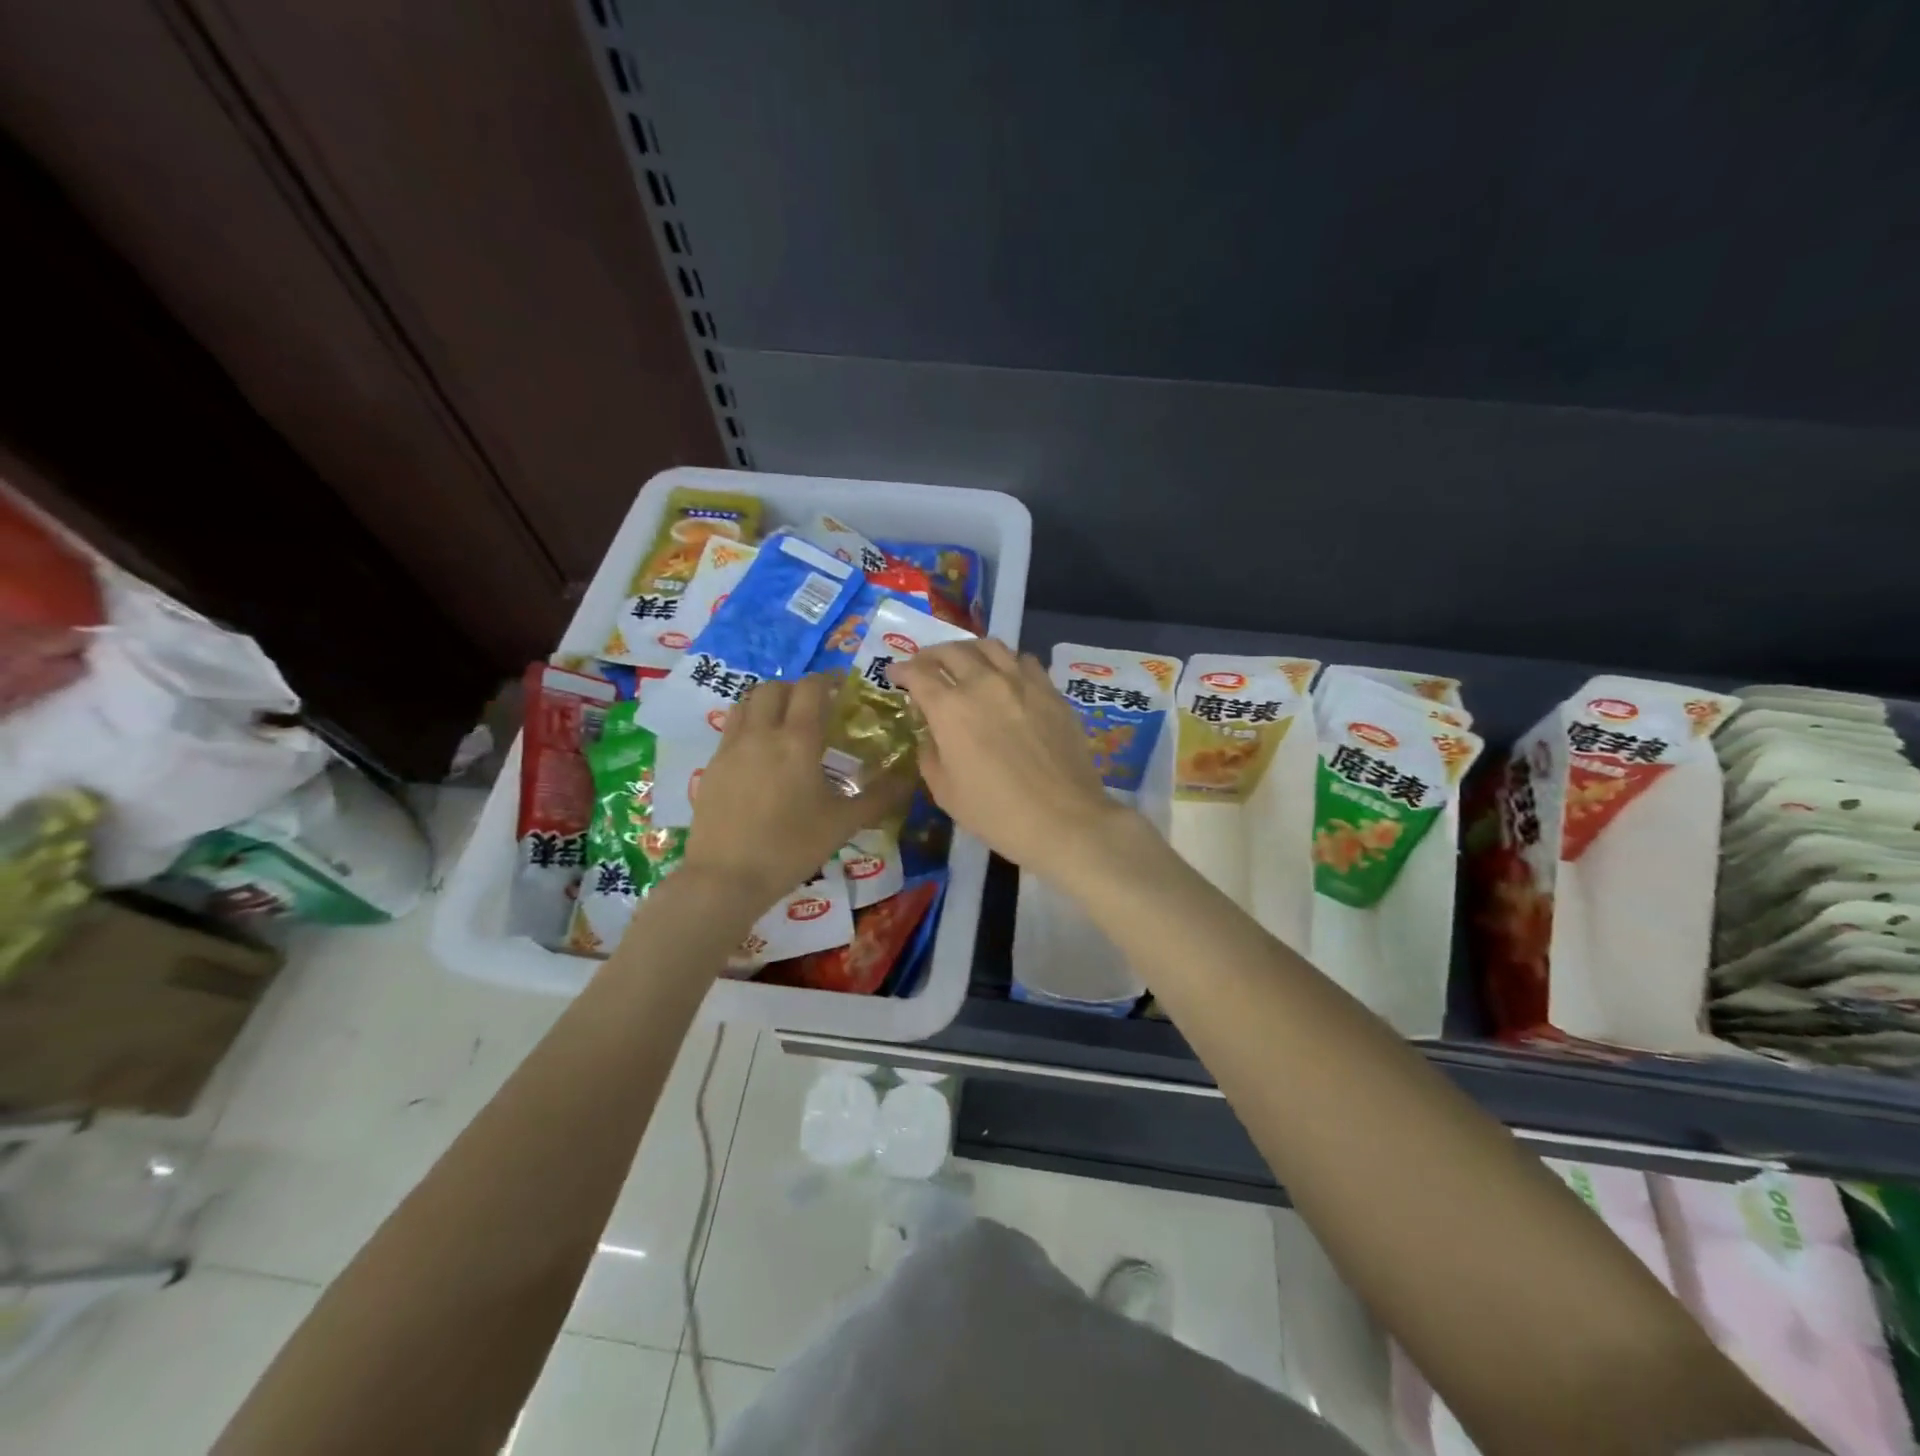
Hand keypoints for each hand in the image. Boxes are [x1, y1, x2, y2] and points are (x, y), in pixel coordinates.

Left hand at [683, 674, 910, 911]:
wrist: (726, 877)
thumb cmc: (791, 847)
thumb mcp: (844, 824)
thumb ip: (879, 797)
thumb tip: (910, 778)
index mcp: (797, 740)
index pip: (812, 688)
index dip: (829, 680)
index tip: (843, 687)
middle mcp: (761, 733)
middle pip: (774, 688)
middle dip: (796, 689)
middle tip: (814, 708)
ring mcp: (731, 748)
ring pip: (746, 703)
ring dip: (768, 702)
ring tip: (784, 723)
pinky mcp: (712, 767)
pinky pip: (731, 729)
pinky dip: (748, 726)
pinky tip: (760, 755)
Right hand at [892, 639, 1132, 878]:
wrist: (1063, 819)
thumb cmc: (996, 813)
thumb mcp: (946, 792)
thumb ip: (931, 755)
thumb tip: (934, 735)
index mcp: (950, 708)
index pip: (918, 674)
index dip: (902, 671)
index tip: (895, 675)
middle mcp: (984, 683)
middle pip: (952, 651)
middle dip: (931, 654)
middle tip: (925, 665)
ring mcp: (1022, 682)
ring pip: (990, 646)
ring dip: (969, 650)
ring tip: (964, 661)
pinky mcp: (1051, 691)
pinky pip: (1023, 660)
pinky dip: (1006, 661)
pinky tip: (1005, 675)